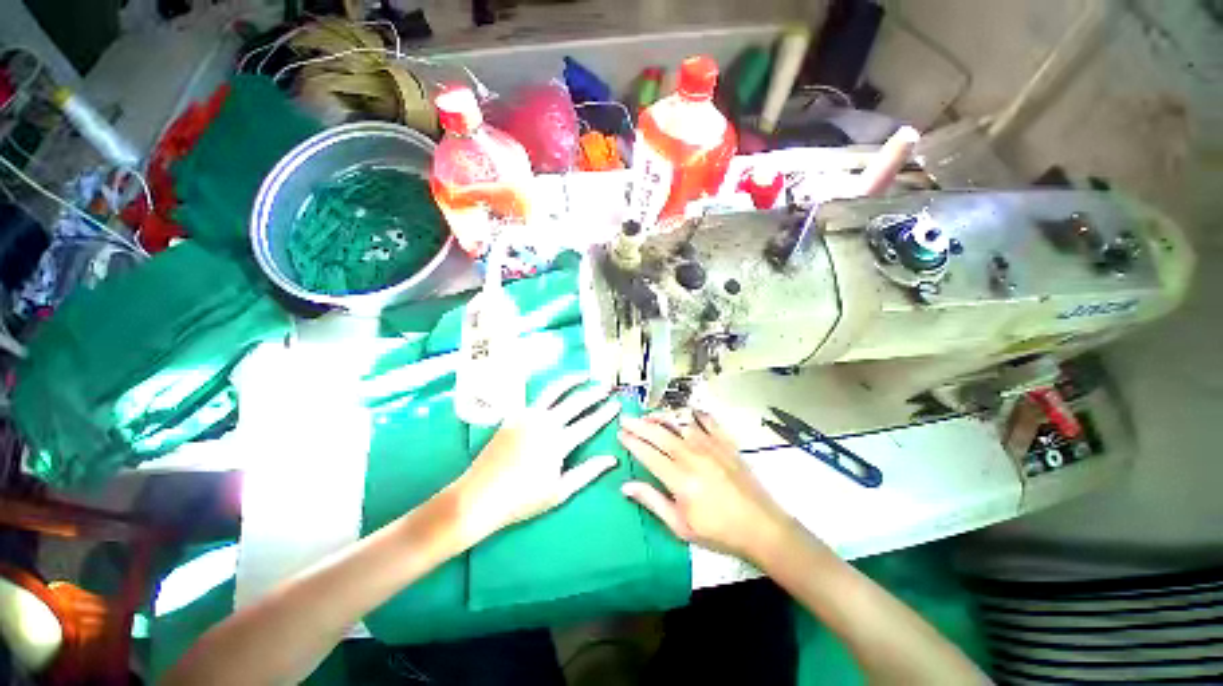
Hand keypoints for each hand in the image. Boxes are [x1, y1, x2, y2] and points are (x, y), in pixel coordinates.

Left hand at [448, 375, 621, 543]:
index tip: (616, 404)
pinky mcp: (513, 416)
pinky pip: (536, 398)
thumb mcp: (559, 491)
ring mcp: (527, 416)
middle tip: (606, 386)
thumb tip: (612, 459)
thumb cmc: (521, 499)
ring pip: (554, 391)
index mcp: (558, 442)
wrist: (478, 497)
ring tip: (584, 375)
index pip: (589, 423)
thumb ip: (588, 472)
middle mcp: (544, 423)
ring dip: (571, 381)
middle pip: (575, 402)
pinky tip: (557, 390)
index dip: (605, 413)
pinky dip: (551, 390)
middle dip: (594, 393)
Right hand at [618, 410, 793, 562]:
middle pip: (660, 434)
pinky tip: (686, 413)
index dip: (632, 442)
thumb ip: (653, 502)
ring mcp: (711, 446)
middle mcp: (692, 456)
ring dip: (662, 417)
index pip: (648, 454)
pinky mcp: (726, 443)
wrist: (761, 527)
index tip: (620, 433)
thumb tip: (626, 486)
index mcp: (679, 479)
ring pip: (680, 423)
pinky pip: (707, 420)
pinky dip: (694, 414)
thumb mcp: (681, 526)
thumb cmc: (719, 531)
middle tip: (626, 418)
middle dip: (640, 425)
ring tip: (649, 415)